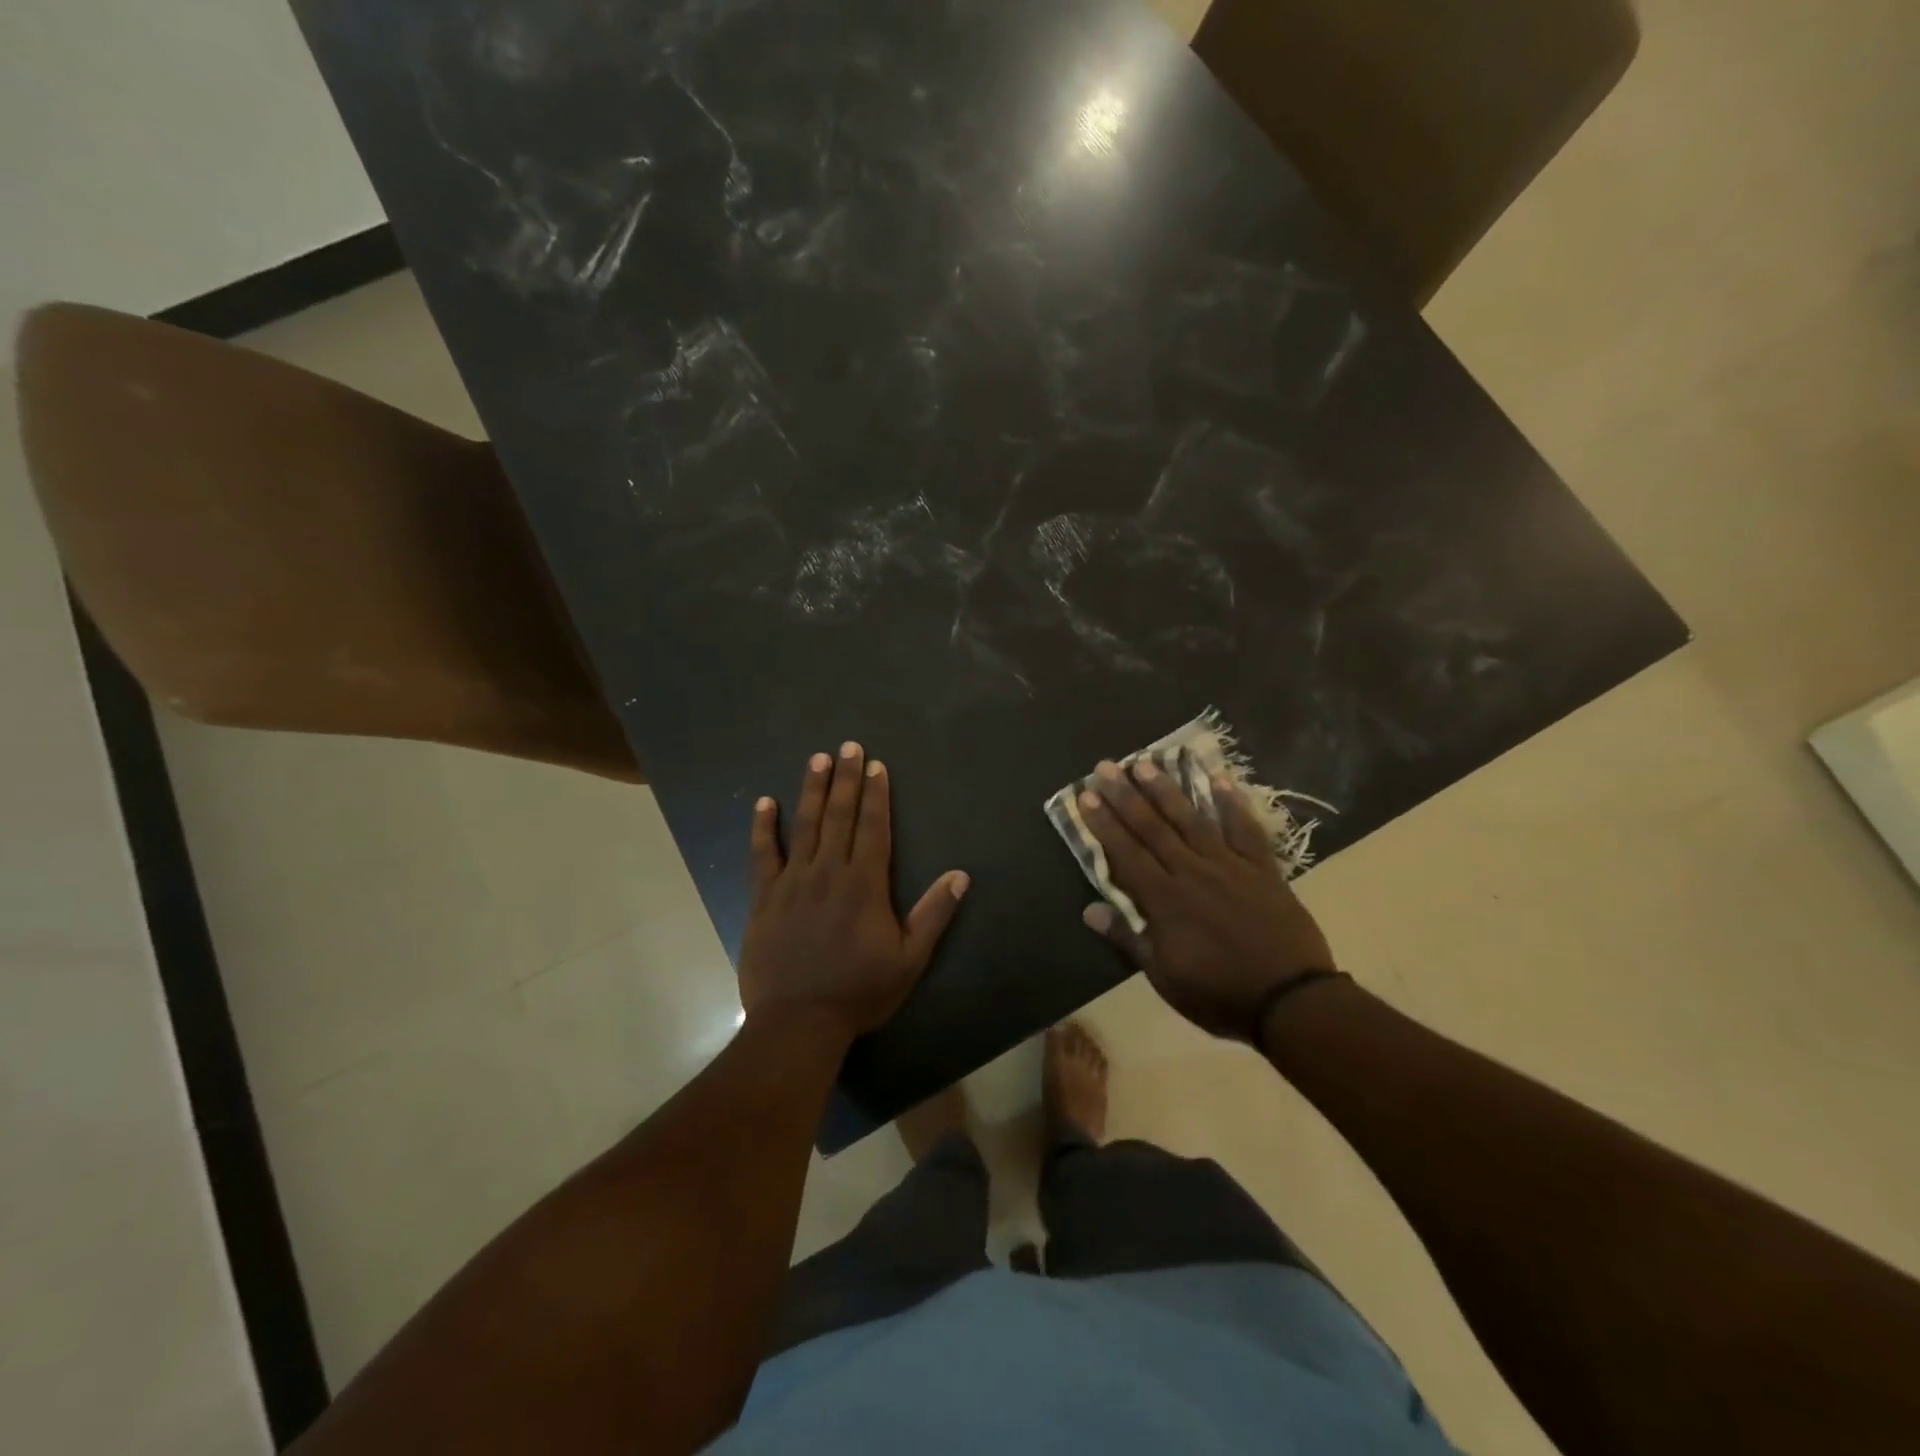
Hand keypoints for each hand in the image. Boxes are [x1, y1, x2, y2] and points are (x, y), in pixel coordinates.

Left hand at [738, 743, 968, 1044]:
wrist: (799, 1022)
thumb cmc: (859, 992)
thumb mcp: (909, 959)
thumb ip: (933, 914)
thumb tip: (960, 875)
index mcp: (864, 884)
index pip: (873, 828)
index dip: (876, 794)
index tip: (877, 765)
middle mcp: (828, 872)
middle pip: (840, 816)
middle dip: (847, 779)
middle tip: (849, 746)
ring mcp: (793, 882)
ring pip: (804, 826)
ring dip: (812, 791)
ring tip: (817, 759)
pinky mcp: (764, 898)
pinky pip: (762, 856)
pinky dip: (763, 828)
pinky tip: (765, 802)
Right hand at [1076, 759, 1335, 1041]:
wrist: (1291, 1000)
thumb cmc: (1219, 993)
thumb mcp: (1164, 977)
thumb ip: (1128, 939)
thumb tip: (1089, 910)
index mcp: (1164, 900)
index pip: (1125, 854)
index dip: (1104, 824)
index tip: (1086, 795)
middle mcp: (1191, 872)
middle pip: (1152, 828)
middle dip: (1125, 796)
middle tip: (1105, 767)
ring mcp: (1229, 866)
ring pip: (1191, 820)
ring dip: (1167, 790)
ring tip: (1146, 762)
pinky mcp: (1262, 868)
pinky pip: (1245, 830)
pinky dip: (1232, 804)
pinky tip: (1219, 779)